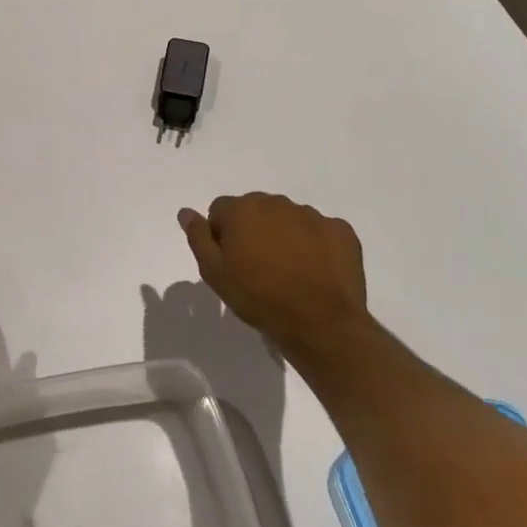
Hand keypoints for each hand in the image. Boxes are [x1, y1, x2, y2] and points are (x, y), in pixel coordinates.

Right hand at [177, 193, 366, 361]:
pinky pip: (320, 230)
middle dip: (253, 230)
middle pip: (255, 209)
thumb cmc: (259, 298)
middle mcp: (276, 203)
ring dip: (283, 235)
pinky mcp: (341, 231)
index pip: (220, 210)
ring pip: (288, 218)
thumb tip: (185, 212)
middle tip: (258, 267)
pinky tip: (315, 270)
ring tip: (288, 270)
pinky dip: (315, 244)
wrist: (321, 324)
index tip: (230, 262)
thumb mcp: (214, 273)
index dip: (221, 235)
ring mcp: (312, 215)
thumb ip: (198, 237)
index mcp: (242, 209)